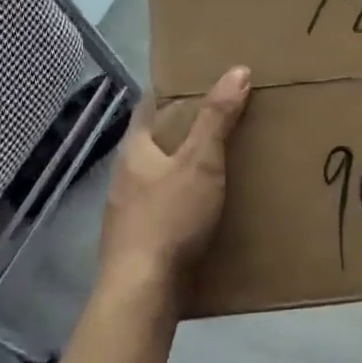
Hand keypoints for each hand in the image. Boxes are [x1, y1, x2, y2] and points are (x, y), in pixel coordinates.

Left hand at [98, 66, 249, 303]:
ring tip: (217, 166)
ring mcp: (127, 213)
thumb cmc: (169, 217)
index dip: (170, 92)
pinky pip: (162, 211)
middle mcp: (124, 177)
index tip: (197, 82)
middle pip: (153, 144)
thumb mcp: (201, 162)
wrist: (142, 292)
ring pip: (157, 179)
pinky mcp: (137, 243)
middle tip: (219, 121)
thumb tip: (237, 70)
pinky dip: (181, 204)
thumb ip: (217, 118)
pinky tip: (203, 212)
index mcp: (134, 151)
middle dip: (181, 133)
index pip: (148, 107)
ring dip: (182, 171)